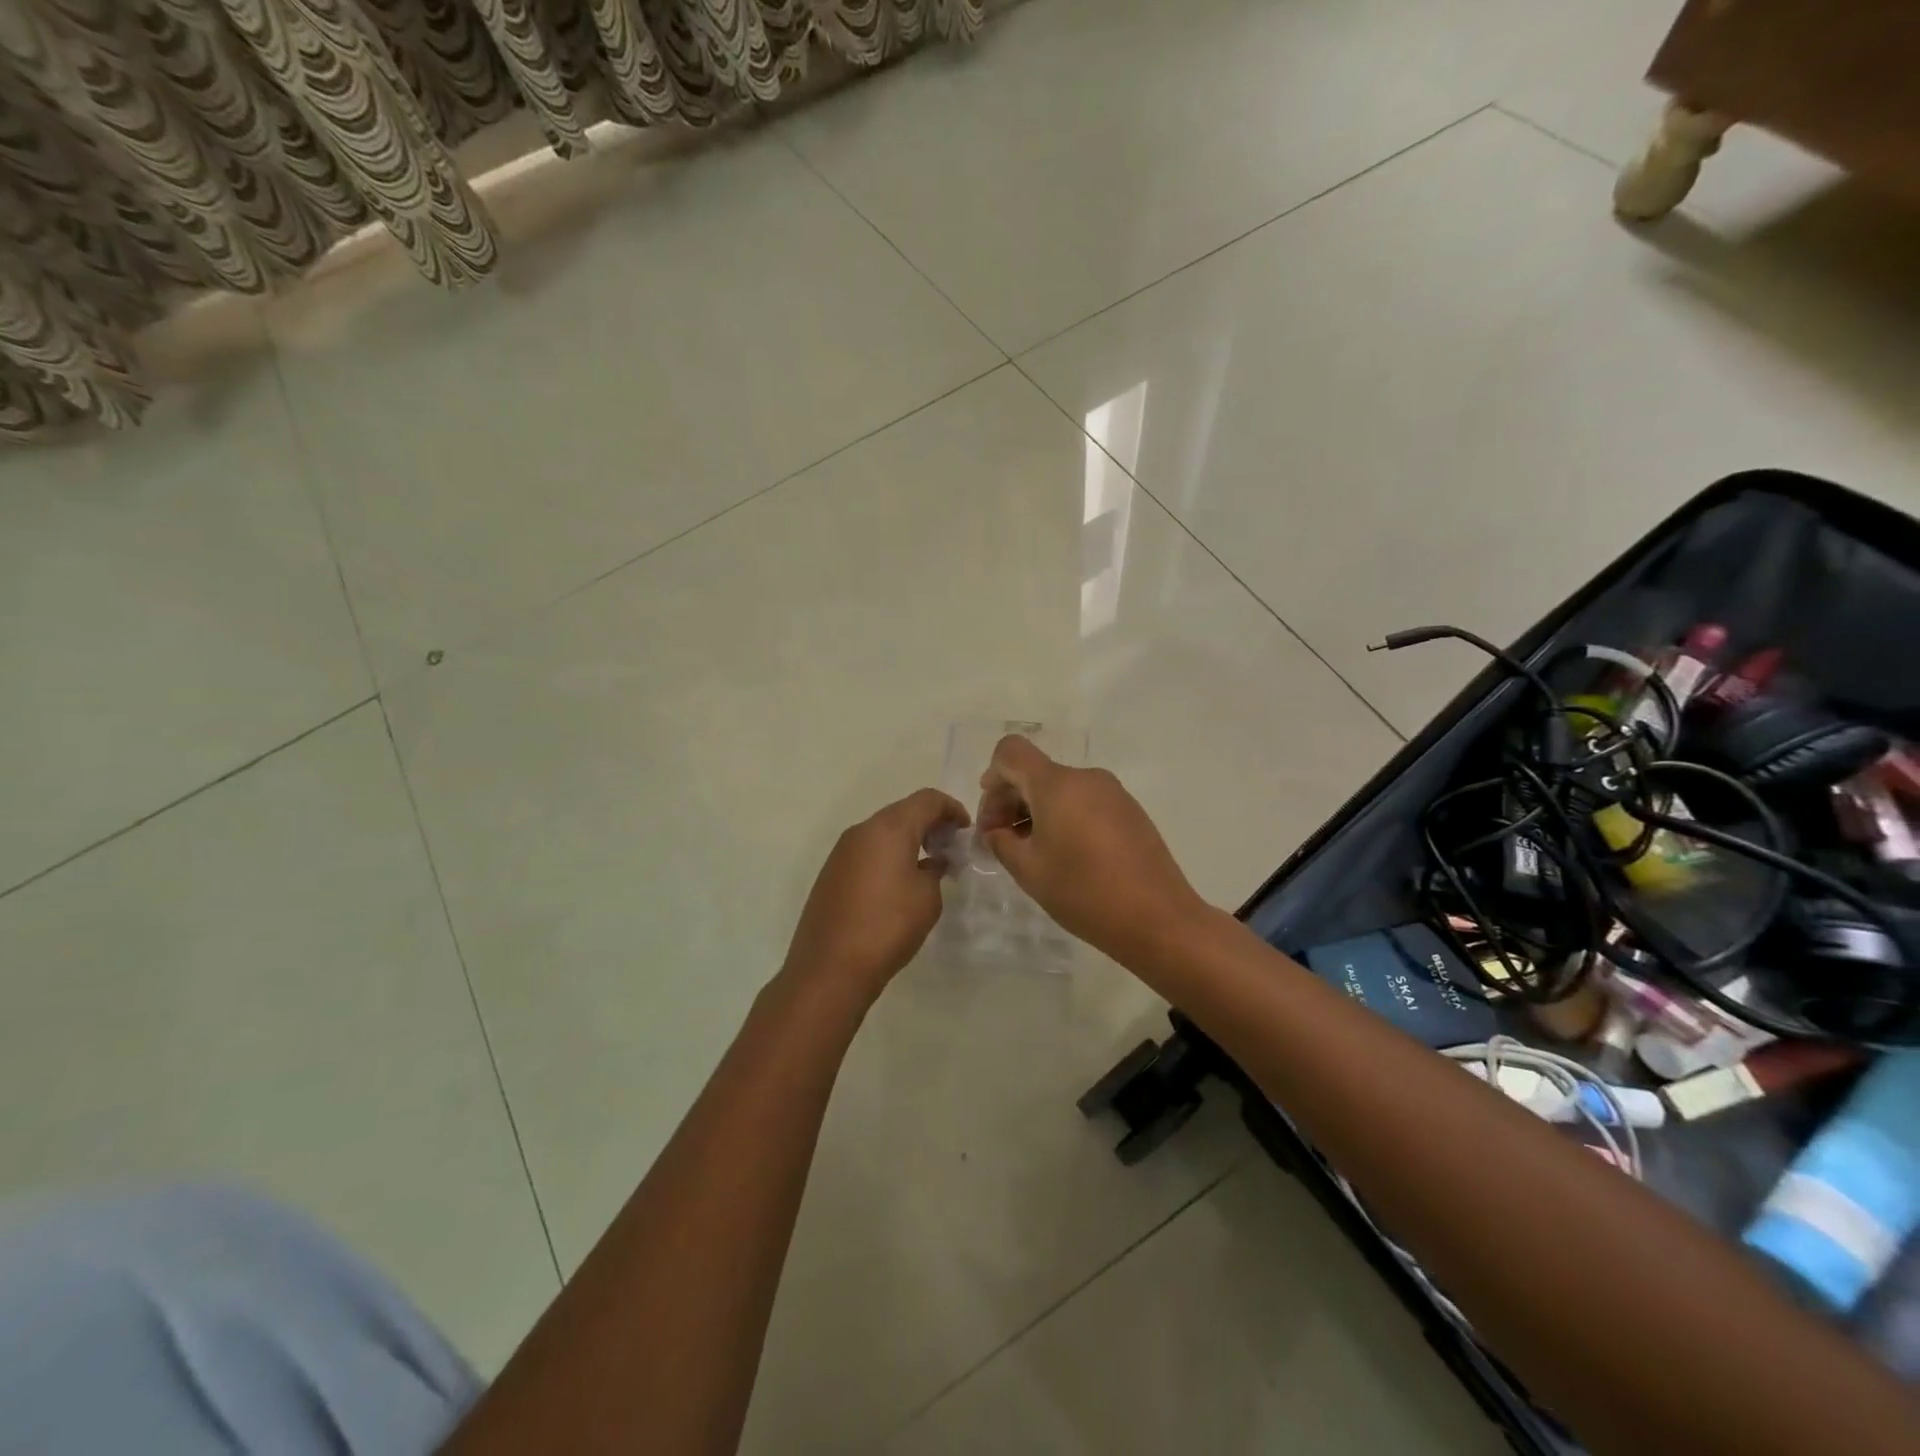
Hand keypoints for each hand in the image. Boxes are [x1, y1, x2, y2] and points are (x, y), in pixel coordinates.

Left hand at [783, 788, 969, 1004]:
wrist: (830, 967)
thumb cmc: (888, 927)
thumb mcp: (927, 898)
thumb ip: (935, 870)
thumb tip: (932, 861)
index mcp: (889, 828)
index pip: (927, 799)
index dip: (952, 808)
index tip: (966, 830)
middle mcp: (862, 830)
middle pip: (903, 811)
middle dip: (930, 823)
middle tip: (950, 847)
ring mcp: (842, 851)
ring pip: (883, 831)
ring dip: (908, 839)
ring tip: (928, 865)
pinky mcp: (831, 872)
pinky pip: (867, 850)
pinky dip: (888, 854)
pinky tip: (900, 882)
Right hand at [978, 736, 1209, 963]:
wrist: (1159, 919)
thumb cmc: (1084, 892)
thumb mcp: (1029, 871)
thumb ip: (1001, 842)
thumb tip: (996, 831)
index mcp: (1057, 784)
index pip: (1011, 752)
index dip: (992, 776)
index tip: (992, 816)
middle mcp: (1086, 778)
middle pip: (1036, 772)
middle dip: (1010, 800)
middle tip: (1000, 842)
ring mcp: (1113, 793)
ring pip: (1061, 789)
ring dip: (1037, 811)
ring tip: (1033, 853)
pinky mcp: (1130, 811)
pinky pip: (1085, 801)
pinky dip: (1065, 817)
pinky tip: (1066, 855)